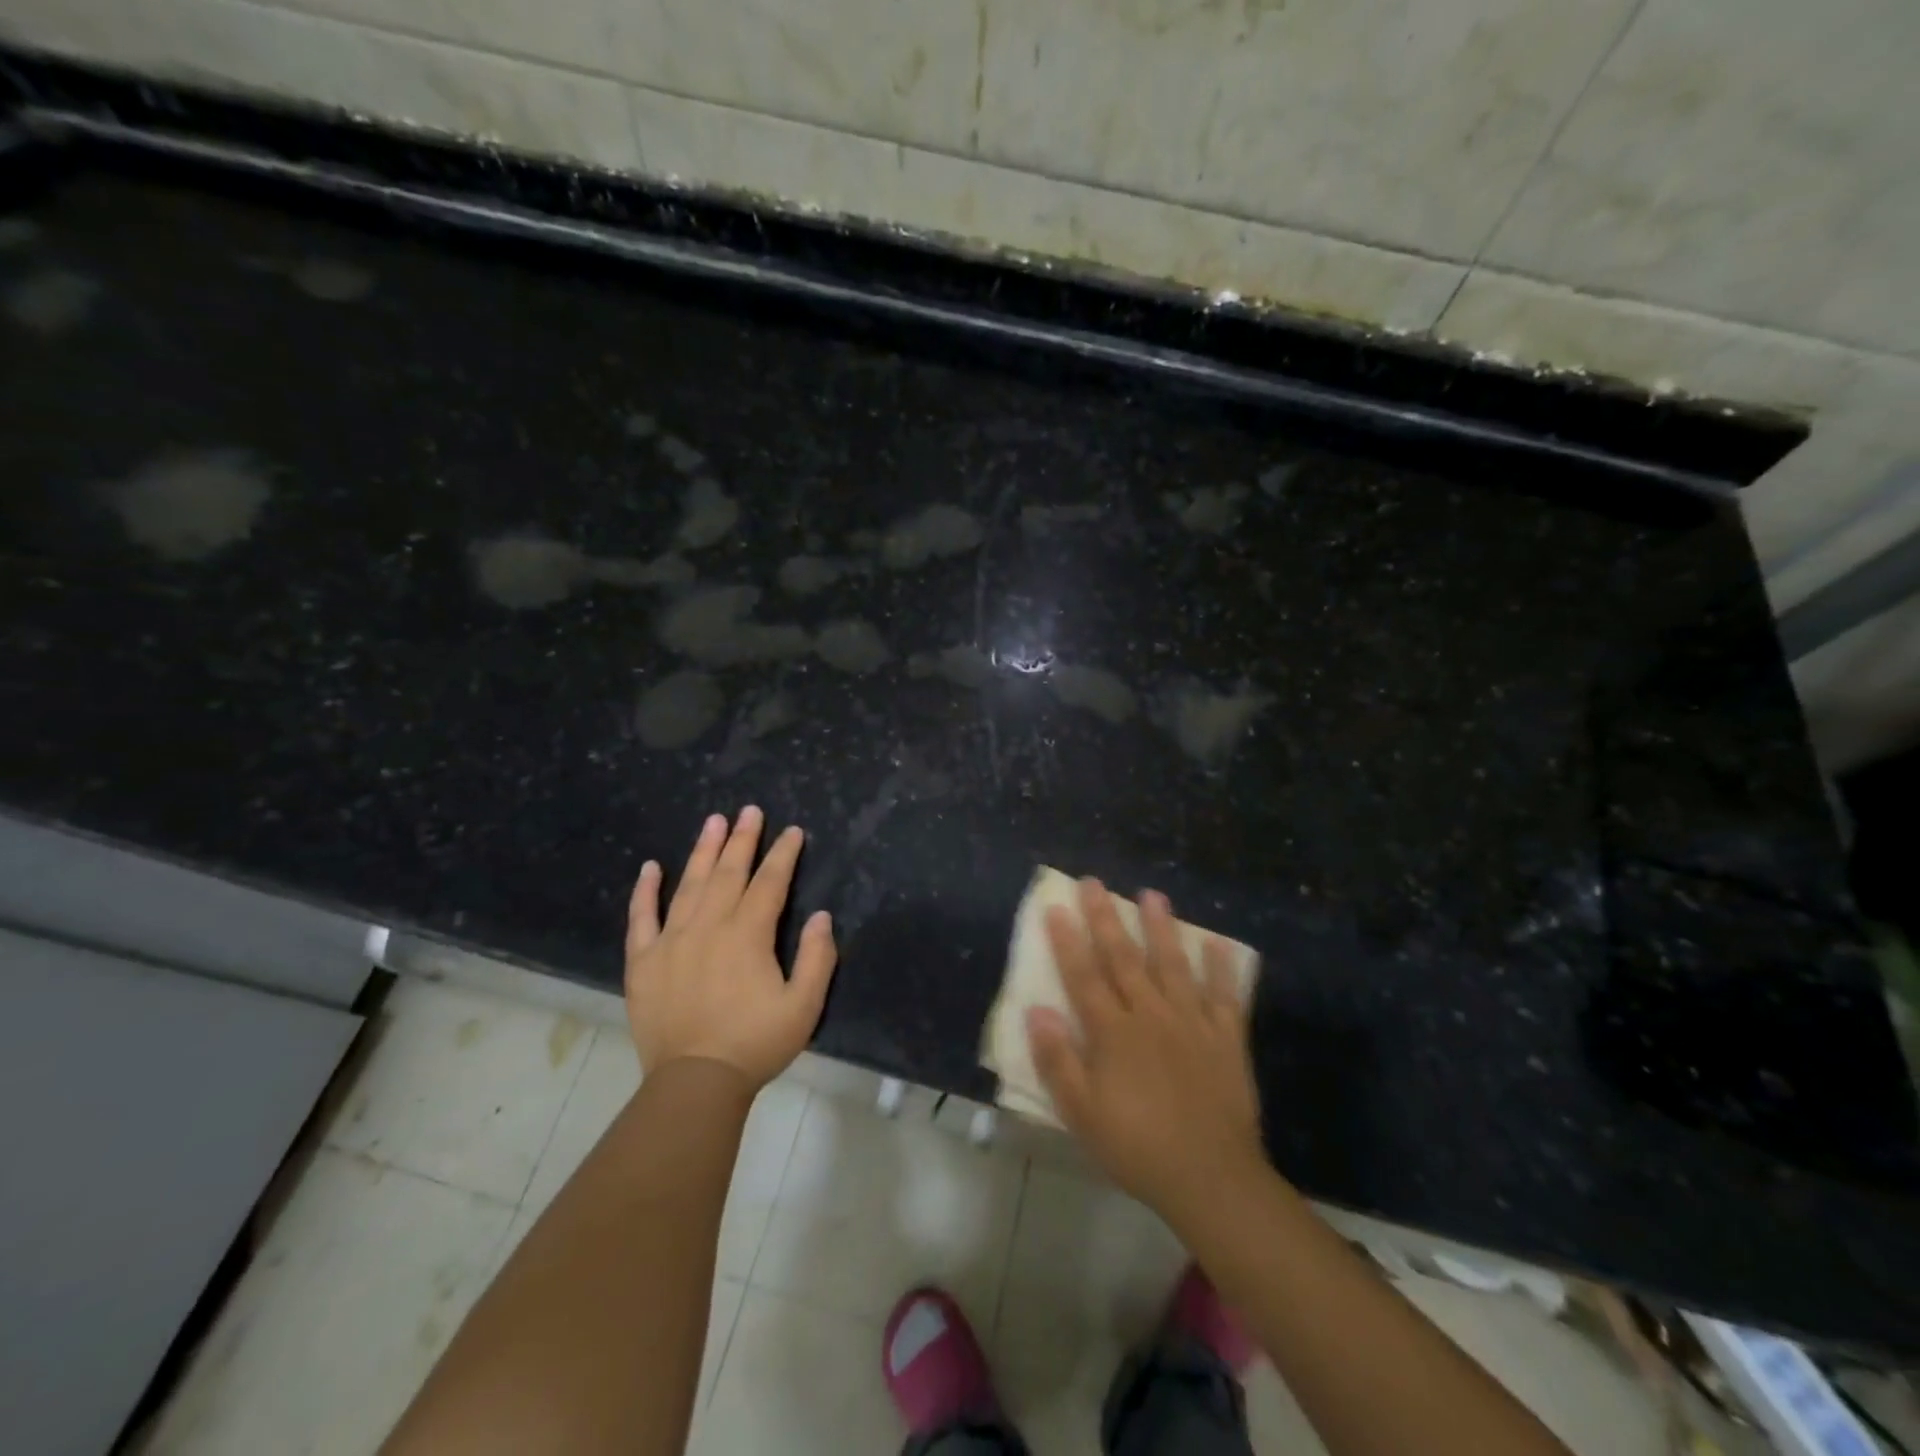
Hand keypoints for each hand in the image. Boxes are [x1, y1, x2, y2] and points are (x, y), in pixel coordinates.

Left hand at [625, 806, 837, 1089]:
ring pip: (689, 884)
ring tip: (713, 821)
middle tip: (749, 810)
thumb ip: (818, 958)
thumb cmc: (755, 1044)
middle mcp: (709, 926)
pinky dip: (645, 890)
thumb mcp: (804, 1006)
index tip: (792, 832)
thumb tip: (821, 916)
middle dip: (742, 839)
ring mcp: (671, 941)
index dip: (783, 854)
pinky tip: (651, 867)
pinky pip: (641, 917)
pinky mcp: (643, 961)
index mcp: (748, 935)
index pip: (770, 882)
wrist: (694, 1083)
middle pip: (728, 872)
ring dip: (702, 850)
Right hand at [1027, 878, 1263, 1218]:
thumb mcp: (1081, 1112)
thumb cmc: (1136, 1147)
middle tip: (1094, 882)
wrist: (1210, 1178)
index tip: (1056, 906)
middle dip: (1106, 918)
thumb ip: (1057, 1059)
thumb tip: (1036, 1010)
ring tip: (1152, 895)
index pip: (1083, 976)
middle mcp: (1150, 1015)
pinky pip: (1223, 996)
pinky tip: (1216, 944)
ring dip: (1161, 928)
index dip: (1067, 941)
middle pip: (1123, 958)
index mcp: (1113, 1033)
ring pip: (1172, 965)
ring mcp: (1191, 1023)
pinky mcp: (1225, 1039)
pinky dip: (1220, 969)